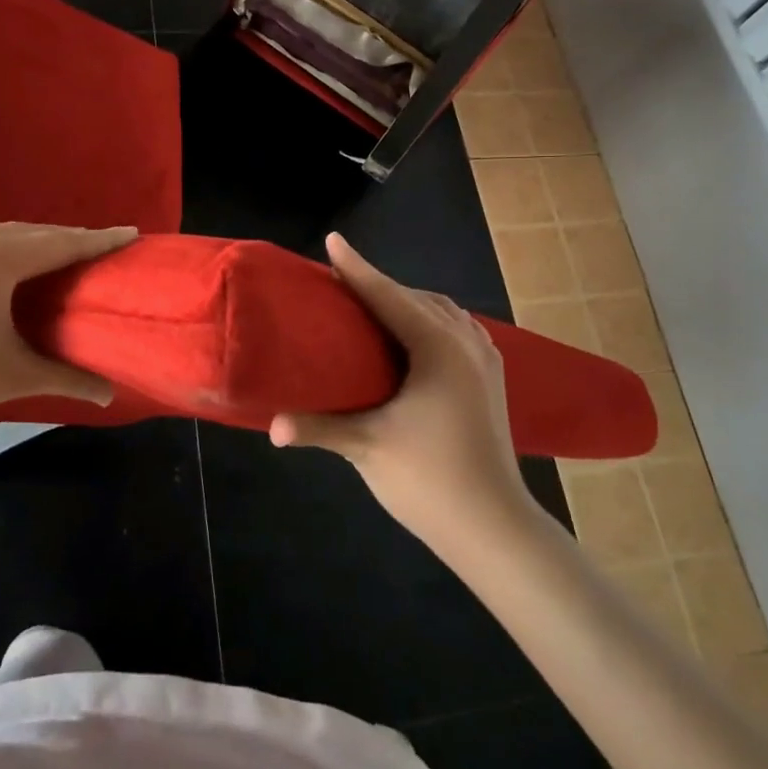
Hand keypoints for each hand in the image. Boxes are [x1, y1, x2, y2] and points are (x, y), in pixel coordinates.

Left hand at [0, 221, 137, 438]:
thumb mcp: (13, 376)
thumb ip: (67, 378)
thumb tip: (110, 394)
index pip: (61, 244)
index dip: (99, 240)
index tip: (131, 233)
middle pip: (35, 233)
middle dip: (71, 241)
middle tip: (104, 249)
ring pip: (6, 234)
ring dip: (38, 243)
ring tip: (66, 256)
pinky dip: (8, 247)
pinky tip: (18, 263)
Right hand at [269, 234, 543, 559]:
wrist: (495, 528)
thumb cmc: (429, 480)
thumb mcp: (367, 448)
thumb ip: (318, 427)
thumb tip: (272, 426)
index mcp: (437, 347)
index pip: (388, 296)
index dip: (356, 268)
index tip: (333, 240)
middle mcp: (465, 342)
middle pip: (416, 298)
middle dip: (379, 285)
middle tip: (341, 283)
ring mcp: (485, 361)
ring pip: (442, 312)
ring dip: (408, 302)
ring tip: (375, 308)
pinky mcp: (492, 380)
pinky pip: (458, 330)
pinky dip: (431, 321)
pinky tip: (417, 338)